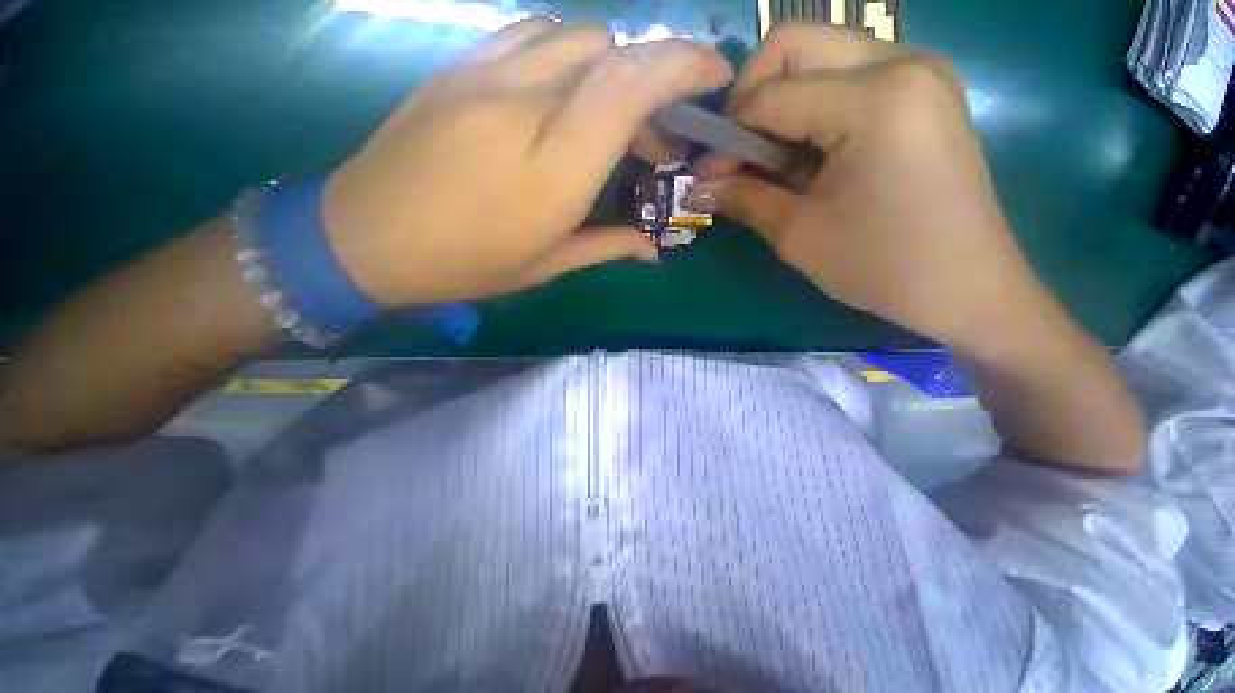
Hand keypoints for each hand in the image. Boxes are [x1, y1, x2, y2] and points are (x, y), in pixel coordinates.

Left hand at [322, 18, 732, 305]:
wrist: (365, 237)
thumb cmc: (465, 263)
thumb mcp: (546, 265)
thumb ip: (607, 246)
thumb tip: (653, 249)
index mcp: (554, 172)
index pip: (630, 89)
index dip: (683, 66)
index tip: (715, 73)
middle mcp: (525, 108)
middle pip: (611, 54)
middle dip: (655, 76)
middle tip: (660, 130)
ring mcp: (486, 78)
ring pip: (575, 36)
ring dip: (612, 66)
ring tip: (615, 114)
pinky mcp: (459, 68)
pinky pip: (531, 35)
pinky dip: (568, 54)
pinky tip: (566, 92)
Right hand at [691, 23, 1046, 347]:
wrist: (965, 286)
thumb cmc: (880, 266)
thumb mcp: (797, 234)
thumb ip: (742, 198)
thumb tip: (698, 187)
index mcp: (873, 100)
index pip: (769, 95)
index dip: (727, 135)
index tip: (707, 176)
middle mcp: (901, 62)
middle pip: (795, 44)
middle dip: (751, 97)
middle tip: (740, 154)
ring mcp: (919, 71)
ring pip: (821, 55)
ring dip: (783, 104)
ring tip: (776, 162)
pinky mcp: (925, 90)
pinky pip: (850, 75)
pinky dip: (815, 108)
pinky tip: (811, 156)